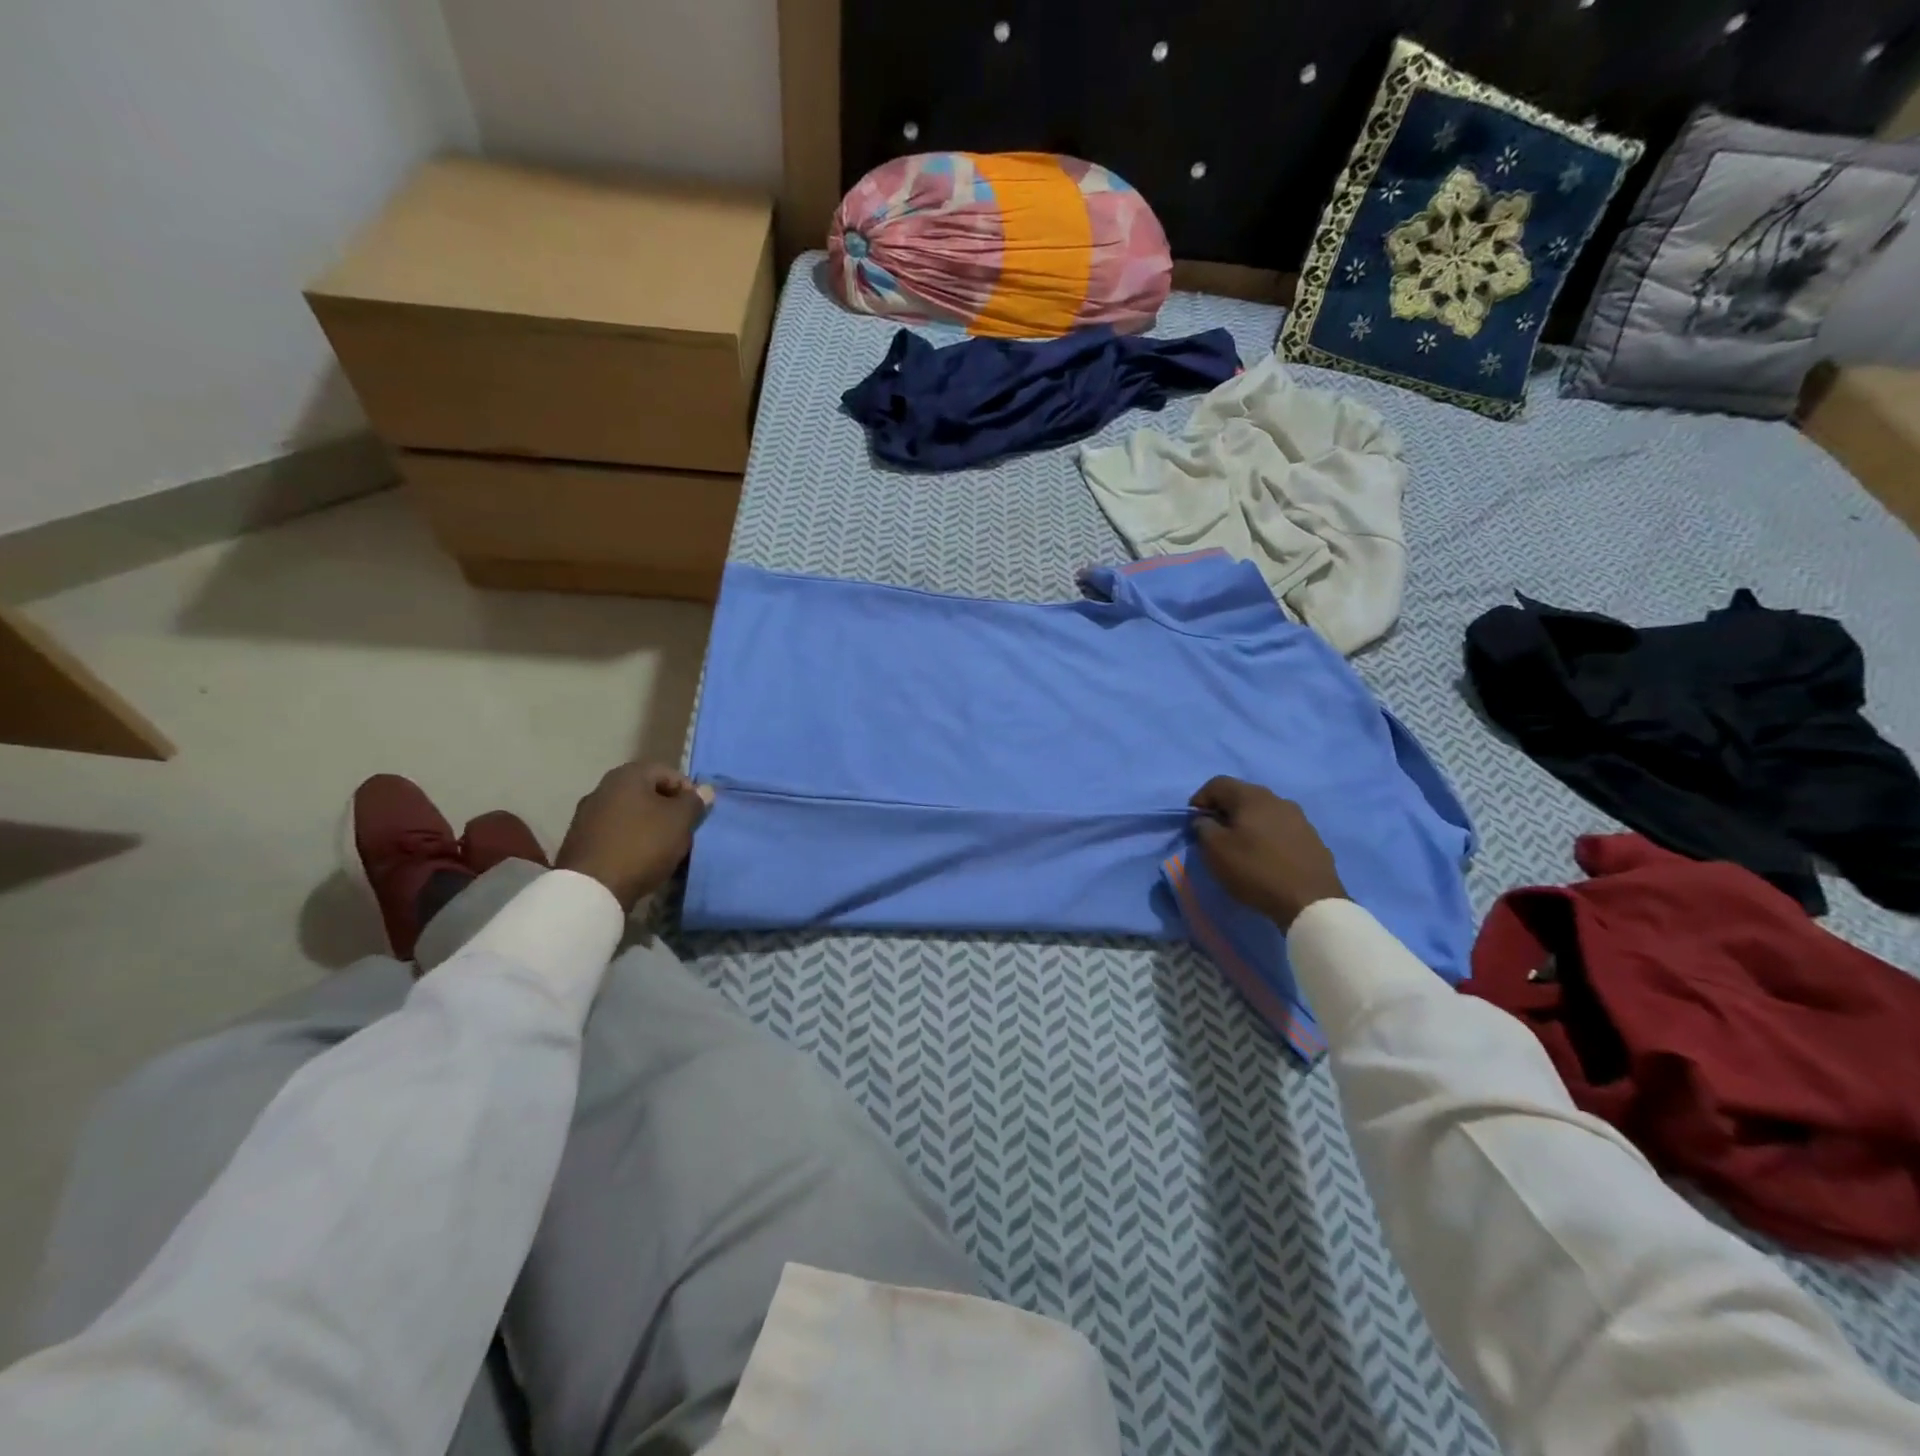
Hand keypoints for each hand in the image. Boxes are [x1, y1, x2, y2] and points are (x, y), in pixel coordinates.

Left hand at [555, 763, 713, 911]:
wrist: (591, 889)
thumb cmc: (642, 845)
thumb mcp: (680, 821)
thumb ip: (694, 802)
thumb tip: (705, 789)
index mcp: (627, 775)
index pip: (669, 773)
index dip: (688, 793)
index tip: (696, 816)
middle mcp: (603, 787)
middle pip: (648, 793)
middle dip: (668, 811)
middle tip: (683, 833)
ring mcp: (587, 814)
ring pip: (631, 814)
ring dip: (650, 827)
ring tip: (663, 850)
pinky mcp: (579, 840)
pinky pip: (615, 833)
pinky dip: (631, 841)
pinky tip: (640, 860)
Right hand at [1190, 777, 1346, 929]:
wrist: (1311, 901)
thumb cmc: (1256, 870)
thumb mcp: (1215, 850)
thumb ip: (1203, 828)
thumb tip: (1206, 820)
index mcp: (1252, 797)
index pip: (1218, 783)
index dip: (1200, 799)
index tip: (1194, 822)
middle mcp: (1278, 800)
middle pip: (1242, 796)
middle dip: (1224, 811)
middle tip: (1215, 834)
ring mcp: (1300, 818)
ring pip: (1264, 813)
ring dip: (1248, 824)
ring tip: (1241, 847)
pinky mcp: (1313, 839)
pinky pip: (1281, 830)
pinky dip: (1268, 837)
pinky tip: (1266, 858)